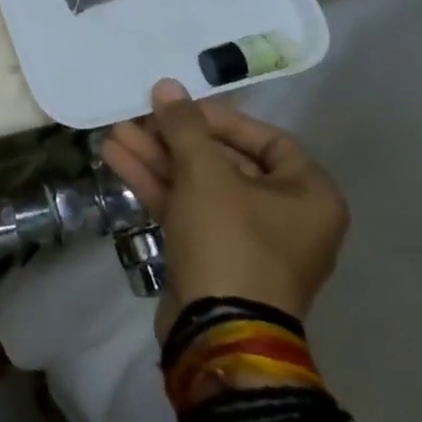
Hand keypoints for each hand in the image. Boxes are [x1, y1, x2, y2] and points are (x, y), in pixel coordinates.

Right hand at [103, 80, 348, 324]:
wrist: (217, 334)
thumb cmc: (230, 241)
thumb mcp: (207, 174)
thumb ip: (185, 126)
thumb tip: (167, 86)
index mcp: (308, 195)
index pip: (266, 139)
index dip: (220, 118)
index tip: (180, 108)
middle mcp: (285, 216)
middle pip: (224, 160)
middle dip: (175, 138)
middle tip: (138, 117)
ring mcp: (246, 240)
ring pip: (198, 185)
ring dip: (157, 158)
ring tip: (114, 133)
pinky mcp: (212, 256)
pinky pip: (186, 209)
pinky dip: (156, 185)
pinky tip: (117, 160)